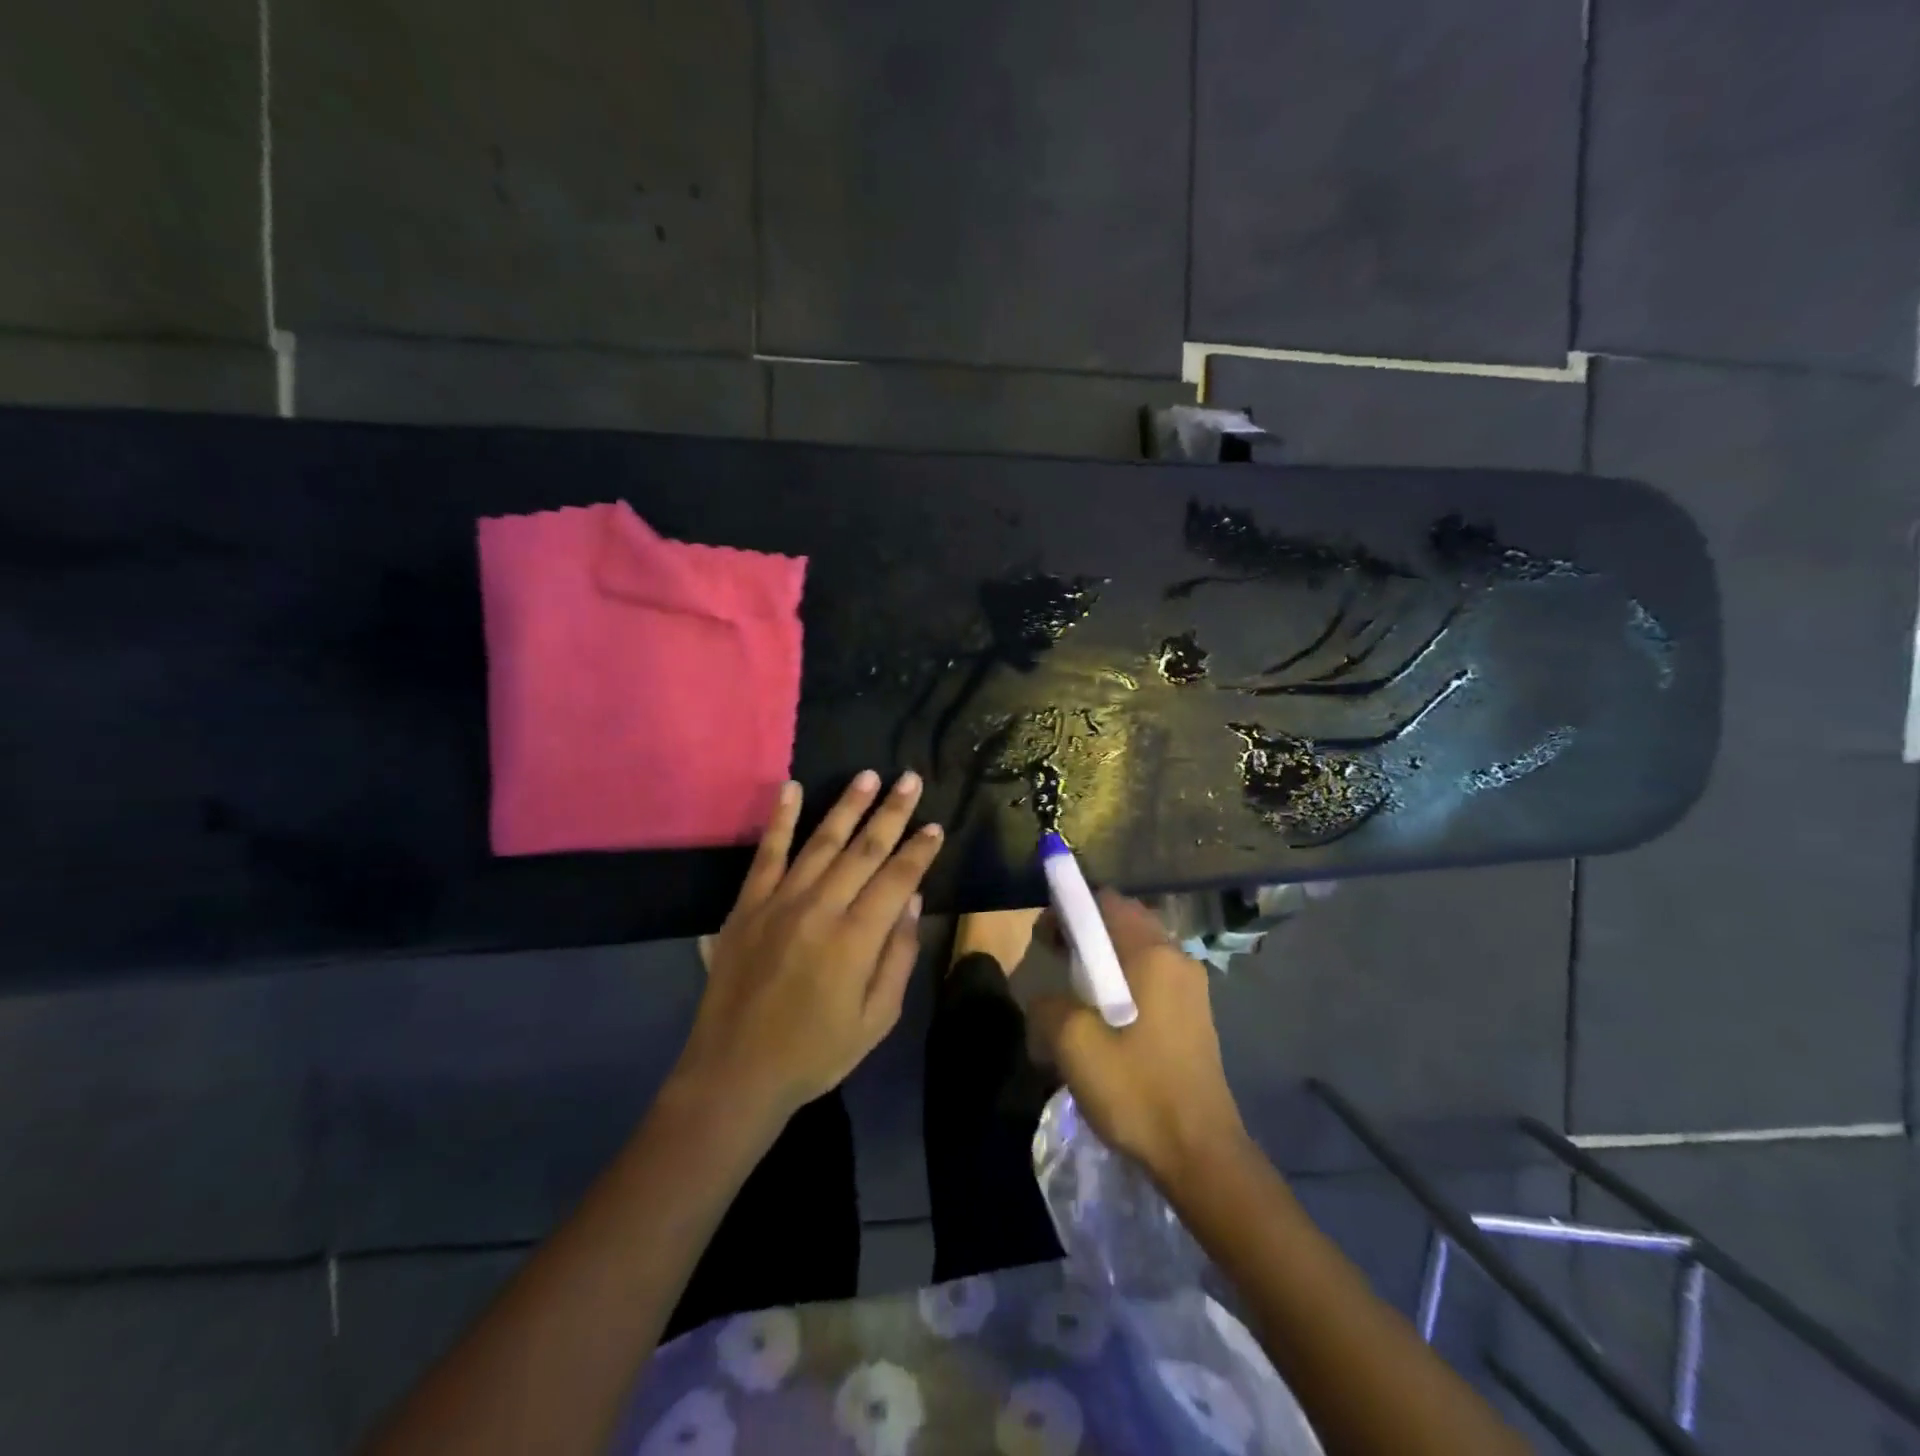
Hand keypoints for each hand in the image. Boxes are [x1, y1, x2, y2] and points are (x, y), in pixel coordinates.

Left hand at [674, 771, 943, 1125]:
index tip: (935, 825)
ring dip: (848, 805)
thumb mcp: (876, 1019)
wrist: (736, 1072)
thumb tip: (912, 900)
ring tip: (869, 776)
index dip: (920, 849)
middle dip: (892, 812)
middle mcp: (820, 908)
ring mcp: (779, 901)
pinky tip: (792, 788)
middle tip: (911, 779)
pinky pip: (766, 853)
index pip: (897, 878)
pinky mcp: (747, 905)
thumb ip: (898, 956)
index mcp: (856, 938)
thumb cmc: (816, 1052)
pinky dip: (780, 818)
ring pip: (821, 841)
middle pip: (864, 849)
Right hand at [1030, 890, 1247, 1182]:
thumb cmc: (1138, 1090)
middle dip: (1085, 933)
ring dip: (1102, 960)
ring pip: (1137, 951)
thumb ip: (1048, 1005)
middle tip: (1054, 959)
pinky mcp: (1193, 1015)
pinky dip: (1122, 981)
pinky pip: (1150, 978)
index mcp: (1153, 954)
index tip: (1046, 936)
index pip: (1107, 901)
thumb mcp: (1074, 1045)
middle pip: (1123, 922)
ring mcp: (1191, 988)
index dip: (1070, 909)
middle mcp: (1177, 958)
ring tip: (1074, 992)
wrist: (1200, 1155)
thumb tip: (1046, 1000)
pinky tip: (1104, 1018)